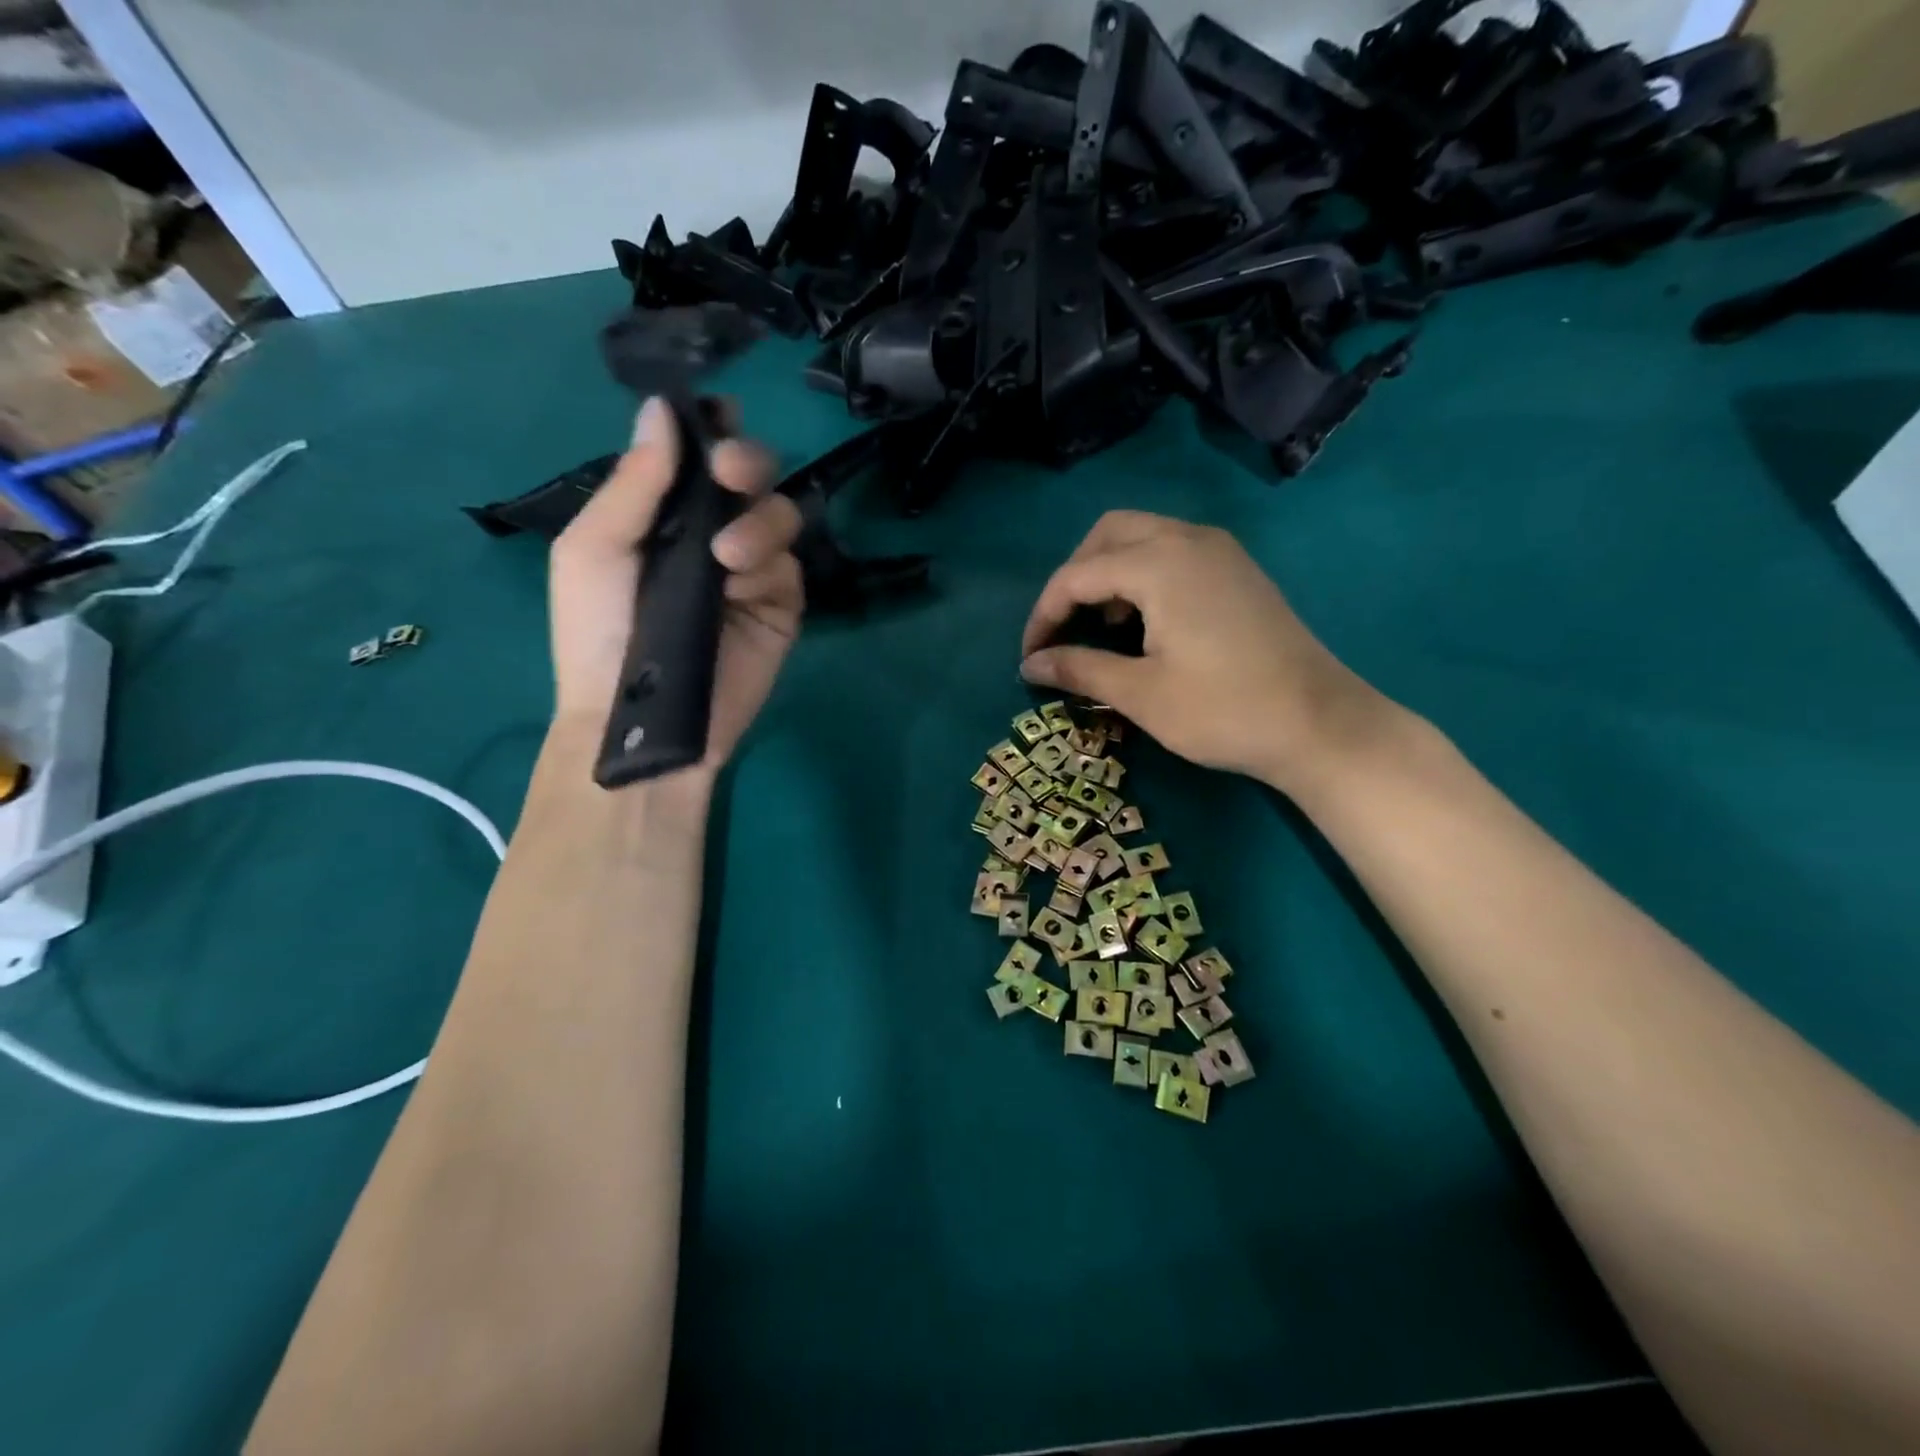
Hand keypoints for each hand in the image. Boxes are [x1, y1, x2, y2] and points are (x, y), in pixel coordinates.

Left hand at [549, 398, 802, 769]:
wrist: (636, 718)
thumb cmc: (598, 633)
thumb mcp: (594, 550)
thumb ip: (634, 484)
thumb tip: (661, 408)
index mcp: (663, 513)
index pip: (698, 456)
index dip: (711, 429)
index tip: (717, 416)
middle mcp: (711, 533)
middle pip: (753, 474)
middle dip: (747, 461)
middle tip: (730, 473)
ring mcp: (751, 571)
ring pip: (781, 514)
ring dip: (759, 522)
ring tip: (726, 558)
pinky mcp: (781, 608)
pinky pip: (791, 568)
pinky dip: (769, 568)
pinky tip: (740, 589)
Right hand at [1019, 511, 1397, 793]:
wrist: (1319, 724)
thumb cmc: (1223, 711)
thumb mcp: (1140, 694)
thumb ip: (1078, 669)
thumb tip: (1029, 665)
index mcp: (1160, 563)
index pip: (1077, 574)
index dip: (1044, 615)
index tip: (1030, 658)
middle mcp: (1188, 539)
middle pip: (1108, 534)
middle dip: (1074, 578)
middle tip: (1063, 627)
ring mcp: (1219, 551)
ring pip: (1142, 536)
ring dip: (1108, 572)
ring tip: (1101, 627)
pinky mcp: (1237, 570)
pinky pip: (1172, 551)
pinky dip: (1142, 574)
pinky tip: (1144, 622)